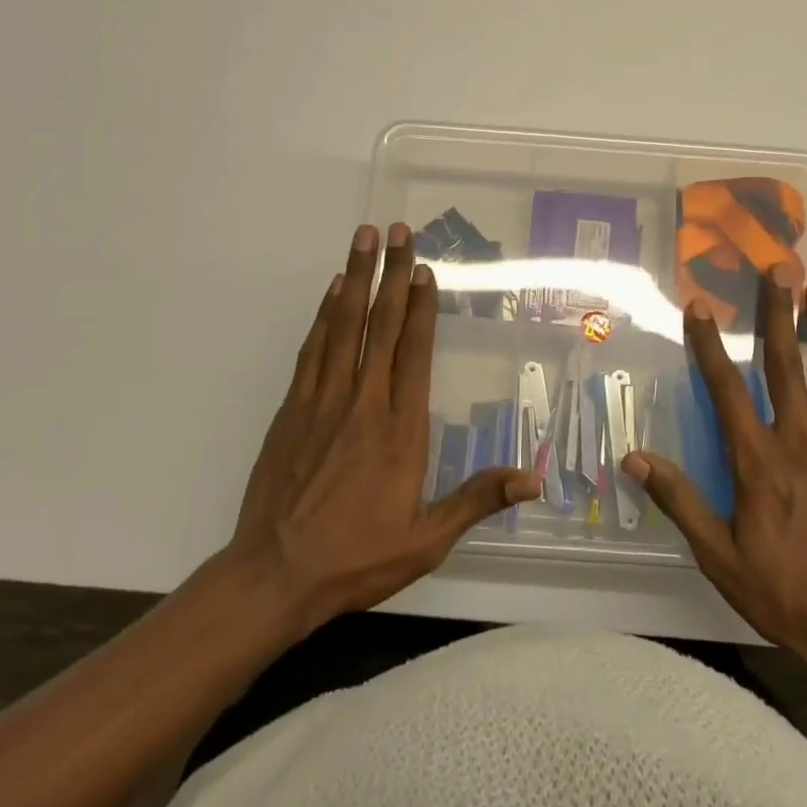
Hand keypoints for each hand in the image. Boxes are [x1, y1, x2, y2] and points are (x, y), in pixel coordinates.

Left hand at [226, 223, 539, 629]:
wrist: (274, 575)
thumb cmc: (356, 558)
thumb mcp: (426, 541)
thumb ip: (476, 500)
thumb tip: (533, 480)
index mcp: (399, 430)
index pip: (413, 353)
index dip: (420, 307)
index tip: (424, 270)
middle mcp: (363, 403)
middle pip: (379, 325)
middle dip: (391, 274)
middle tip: (397, 230)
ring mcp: (322, 402)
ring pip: (342, 327)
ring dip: (355, 279)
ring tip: (363, 239)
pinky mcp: (292, 409)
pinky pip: (312, 350)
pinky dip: (324, 315)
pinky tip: (332, 292)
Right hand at [623, 266, 806, 687]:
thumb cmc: (784, 593)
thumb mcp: (719, 556)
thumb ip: (679, 502)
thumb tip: (634, 459)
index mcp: (758, 462)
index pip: (726, 390)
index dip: (710, 345)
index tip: (700, 305)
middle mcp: (800, 443)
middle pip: (786, 366)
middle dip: (778, 314)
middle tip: (778, 270)